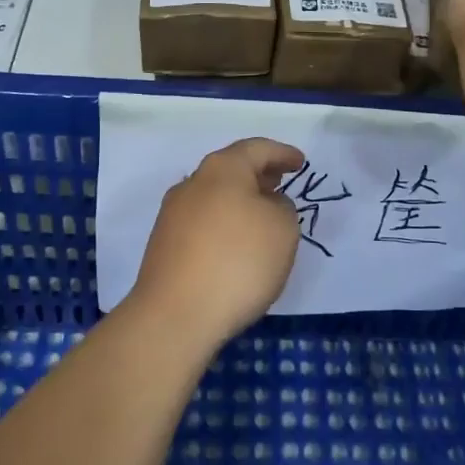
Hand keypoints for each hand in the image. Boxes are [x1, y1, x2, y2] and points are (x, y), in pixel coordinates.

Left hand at [129, 137, 305, 347]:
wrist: (175, 316)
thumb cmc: (238, 261)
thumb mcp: (283, 229)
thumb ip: (282, 207)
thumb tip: (265, 205)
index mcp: (222, 168)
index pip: (257, 149)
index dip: (282, 153)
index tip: (300, 162)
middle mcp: (193, 183)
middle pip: (231, 168)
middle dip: (259, 174)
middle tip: (282, 183)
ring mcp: (173, 214)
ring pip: (215, 195)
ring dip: (240, 200)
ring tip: (262, 216)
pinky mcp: (164, 244)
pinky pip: (203, 221)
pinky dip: (224, 223)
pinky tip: (236, 245)